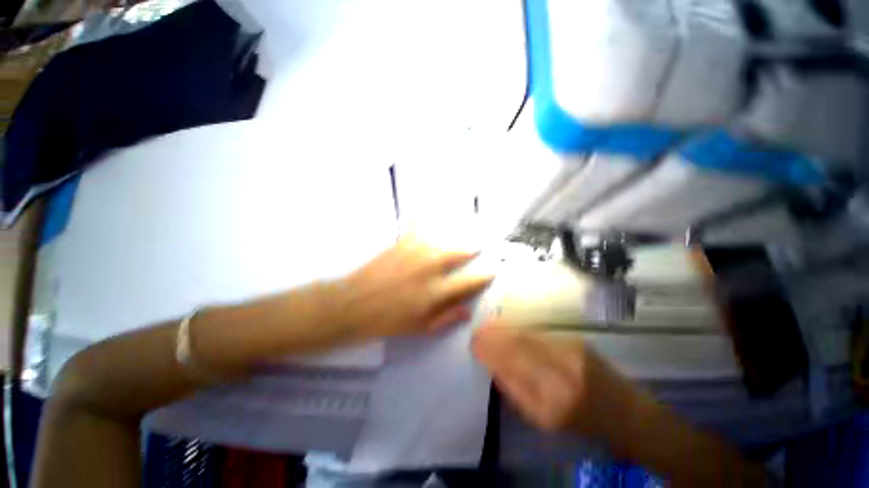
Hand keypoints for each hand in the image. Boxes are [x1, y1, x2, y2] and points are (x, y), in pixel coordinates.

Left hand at [338, 235, 493, 338]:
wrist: (355, 304)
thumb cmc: (388, 320)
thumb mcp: (420, 328)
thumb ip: (446, 318)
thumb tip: (467, 310)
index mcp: (436, 292)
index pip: (468, 282)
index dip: (483, 276)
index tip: (492, 271)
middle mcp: (429, 269)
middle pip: (458, 254)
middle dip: (471, 249)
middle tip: (478, 246)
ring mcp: (415, 253)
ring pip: (442, 239)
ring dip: (454, 236)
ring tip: (461, 231)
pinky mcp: (400, 244)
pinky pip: (415, 227)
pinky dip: (422, 220)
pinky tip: (425, 214)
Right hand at [471, 322, 645, 445]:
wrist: (626, 412)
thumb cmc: (583, 425)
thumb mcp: (544, 421)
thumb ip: (515, 392)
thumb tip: (494, 366)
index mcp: (552, 401)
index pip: (511, 367)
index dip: (490, 352)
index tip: (473, 345)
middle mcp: (561, 371)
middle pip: (518, 345)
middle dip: (493, 336)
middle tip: (476, 333)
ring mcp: (570, 350)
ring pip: (527, 334)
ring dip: (504, 329)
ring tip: (488, 327)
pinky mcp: (575, 339)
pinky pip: (538, 331)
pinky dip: (520, 328)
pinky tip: (509, 326)